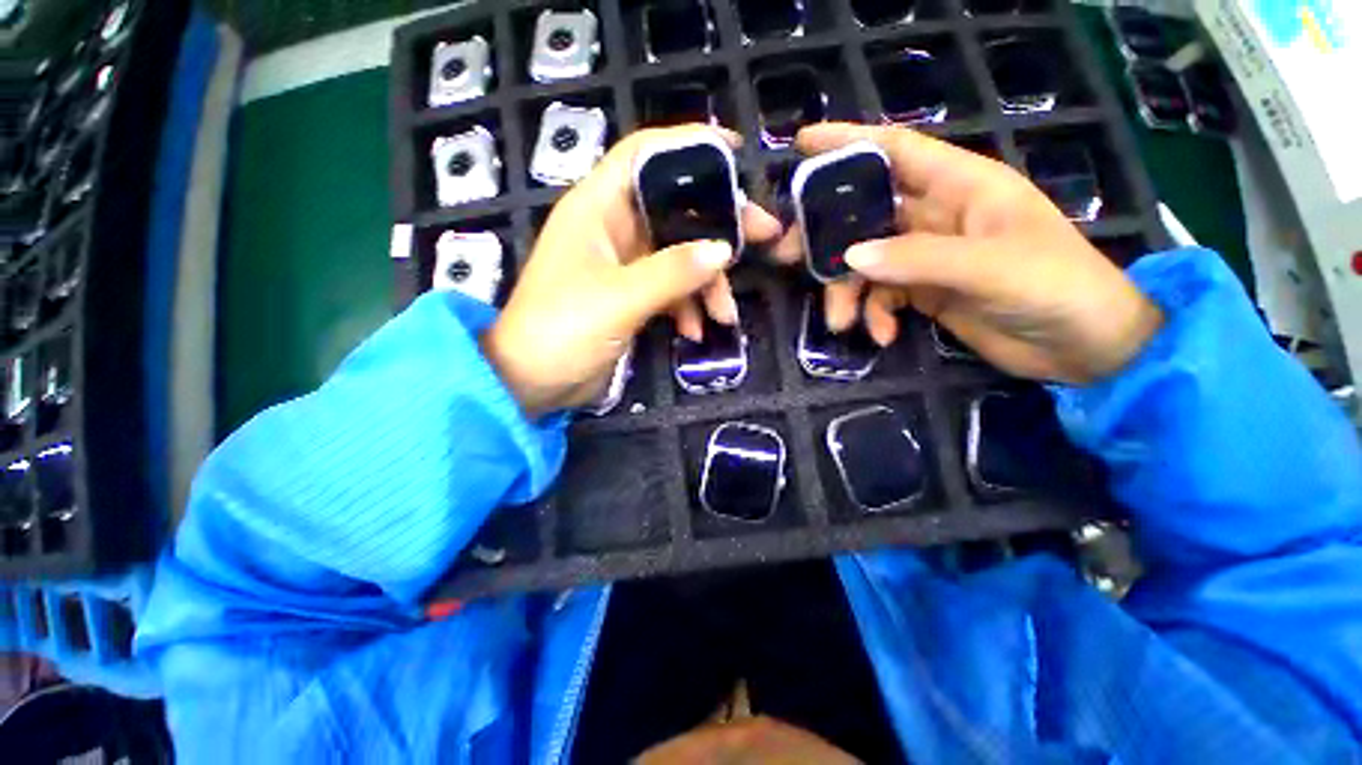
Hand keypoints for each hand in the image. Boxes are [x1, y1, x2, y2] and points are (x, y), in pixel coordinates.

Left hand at [483, 126, 782, 416]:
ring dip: (706, 283)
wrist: (533, 381)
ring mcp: (624, 264)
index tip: (736, 152)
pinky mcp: (630, 296)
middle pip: (675, 210)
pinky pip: (669, 290)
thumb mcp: (620, 298)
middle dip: (718, 228)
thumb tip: (723, 248)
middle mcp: (612, 228)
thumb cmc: (563, 330)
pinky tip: (694, 332)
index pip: (645, 155)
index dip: (689, 145)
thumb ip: (672, 272)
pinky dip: (686, 308)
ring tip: (724, 315)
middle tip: (763, 238)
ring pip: (679, 256)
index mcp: (598, 207)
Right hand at [771, 122, 1161, 384]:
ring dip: (847, 292)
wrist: (1082, 347)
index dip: (848, 143)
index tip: (801, 145)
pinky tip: (882, 336)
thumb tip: (850, 257)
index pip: (895, 149)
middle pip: (865, 213)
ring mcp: (927, 255)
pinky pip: (881, 295)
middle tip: (788, 256)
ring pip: (866, 262)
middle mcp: (937, 215)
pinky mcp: (924, 291)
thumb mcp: (990, 268)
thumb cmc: (1056, 287)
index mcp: (961, 185)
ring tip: (842, 323)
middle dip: (827, 235)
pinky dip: (874, 315)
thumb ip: (918, 258)